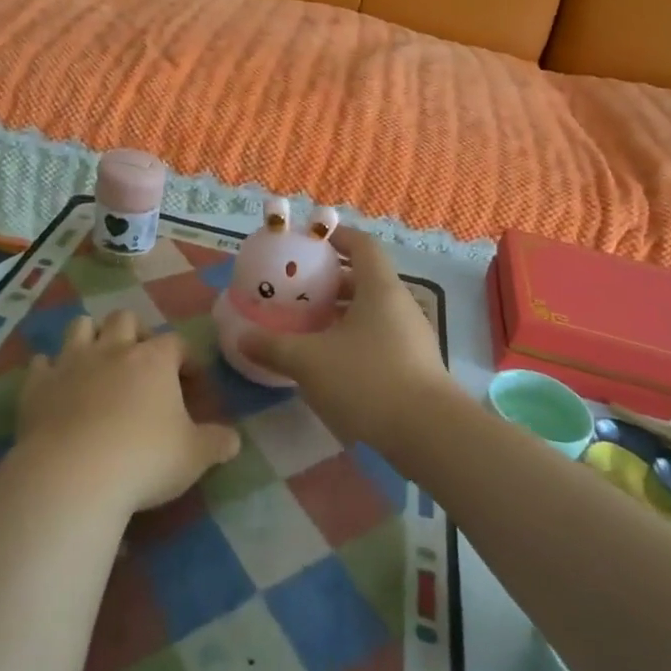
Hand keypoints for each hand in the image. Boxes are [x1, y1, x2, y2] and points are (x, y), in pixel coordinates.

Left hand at [16, 310, 240, 512]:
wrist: (73, 475)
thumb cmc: (144, 460)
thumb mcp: (194, 457)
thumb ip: (217, 443)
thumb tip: (233, 439)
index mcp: (154, 360)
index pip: (176, 342)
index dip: (187, 359)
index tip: (193, 383)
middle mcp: (113, 349)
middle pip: (125, 319)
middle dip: (135, 334)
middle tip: (142, 363)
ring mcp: (71, 363)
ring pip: (80, 326)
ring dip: (91, 337)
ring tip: (98, 361)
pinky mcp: (37, 385)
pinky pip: (42, 363)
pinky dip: (50, 370)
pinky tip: (55, 385)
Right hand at [242, 225, 452, 451]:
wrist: (429, 434)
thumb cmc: (368, 380)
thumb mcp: (310, 361)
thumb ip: (273, 346)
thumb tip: (241, 337)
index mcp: (379, 288)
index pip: (362, 244)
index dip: (336, 236)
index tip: (310, 240)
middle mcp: (400, 304)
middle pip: (366, 278)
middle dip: (331, 280)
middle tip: (299, 289)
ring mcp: (412, 336)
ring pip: (372, 311)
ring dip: (342, 312)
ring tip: (309, 325)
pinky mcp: (415, 365)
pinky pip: (380, 337)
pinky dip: (354, 338)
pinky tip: (332, 361)